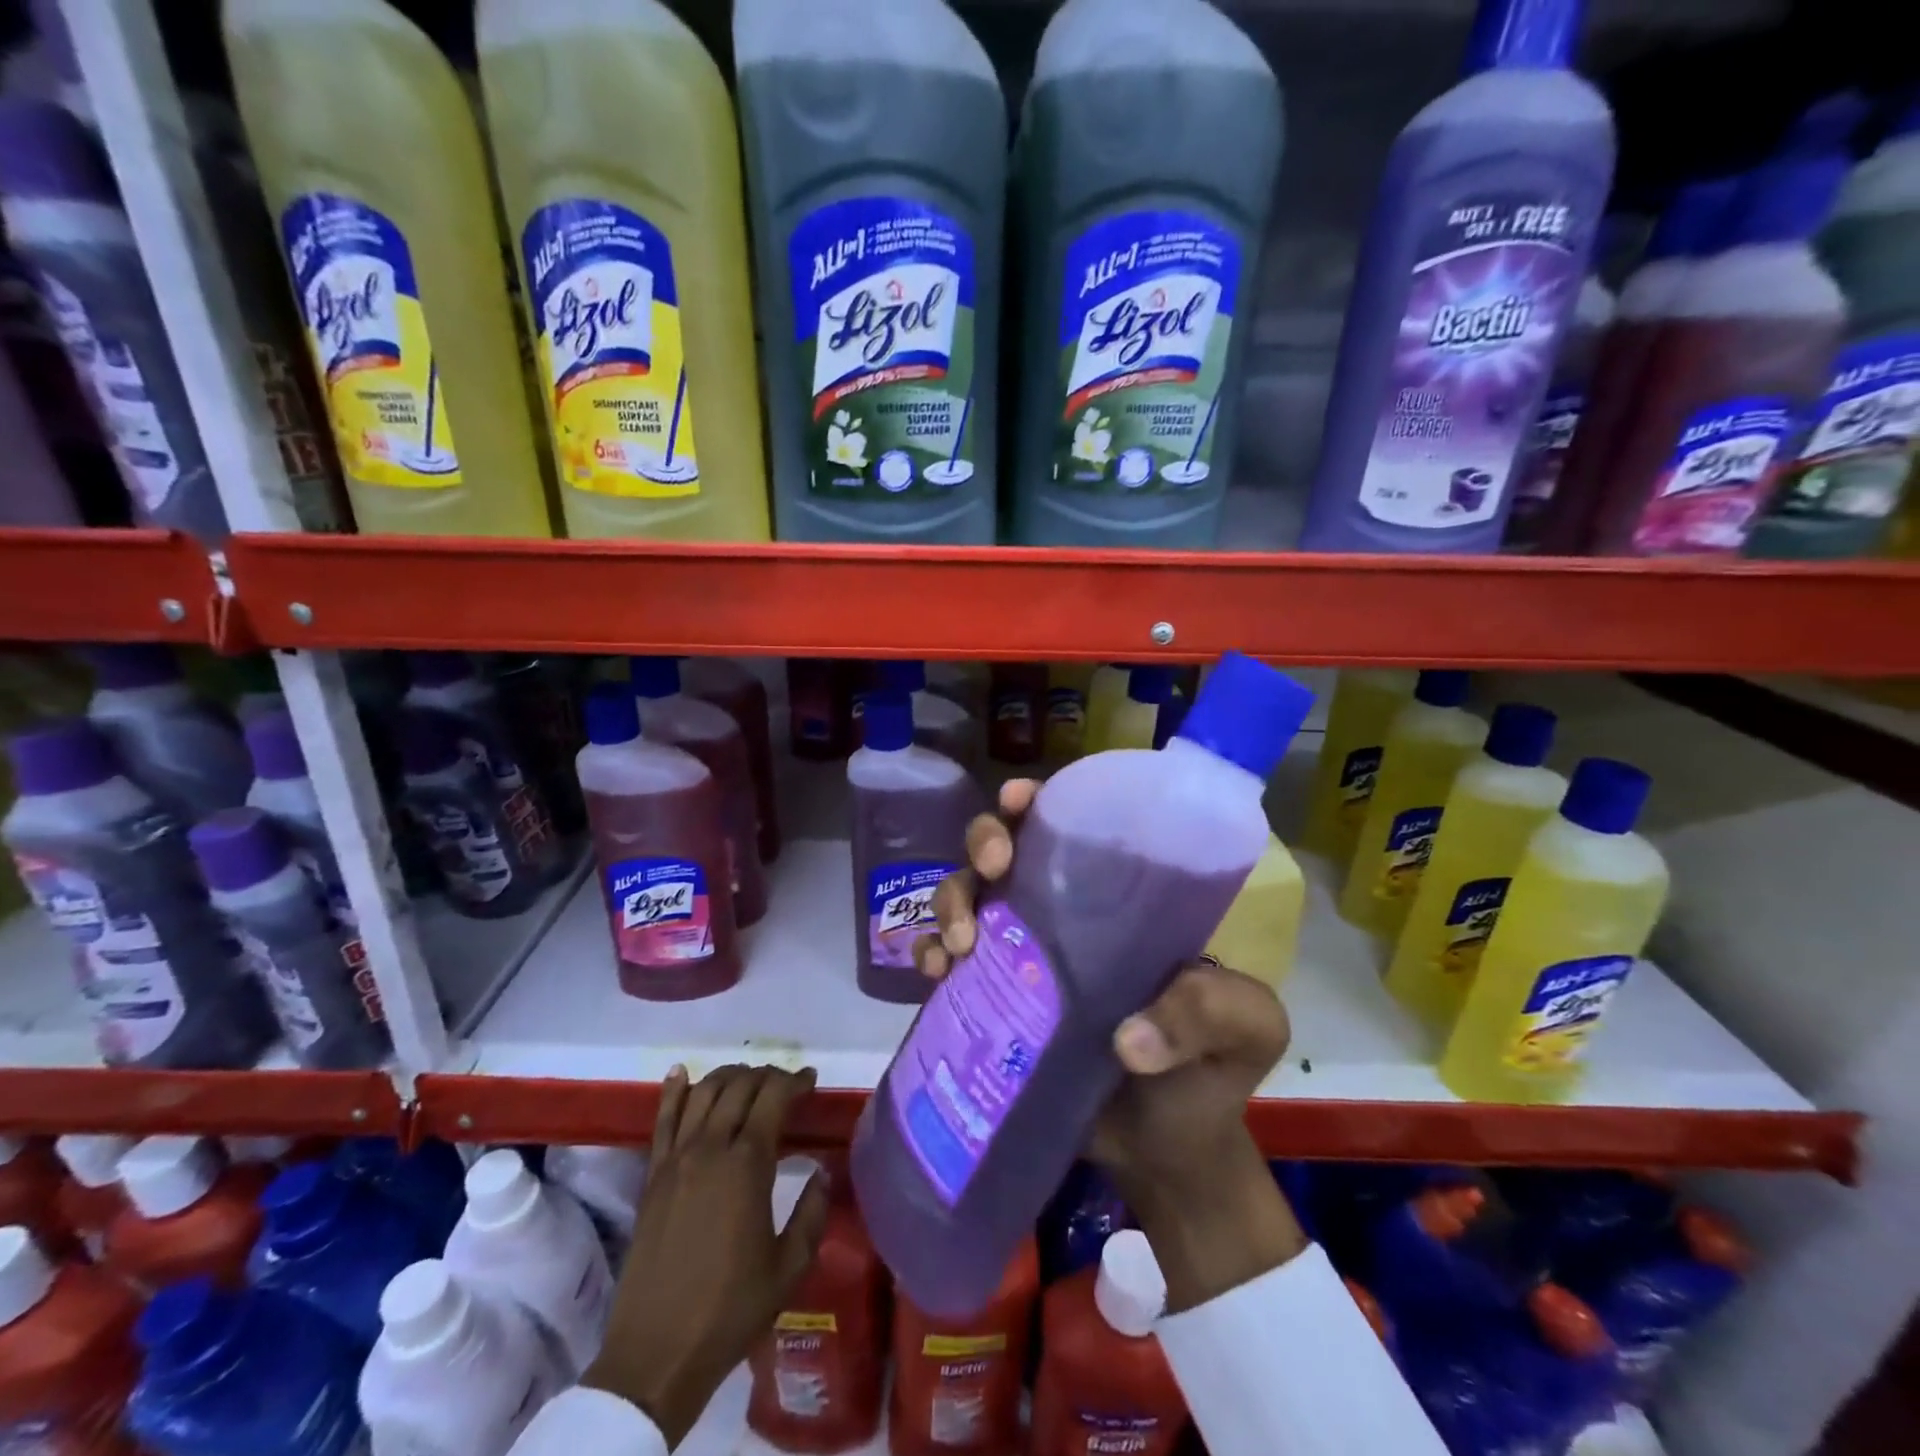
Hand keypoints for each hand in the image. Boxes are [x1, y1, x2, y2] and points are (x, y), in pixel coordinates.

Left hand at [584, 1064, 829, 1446]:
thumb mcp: (790, 1267)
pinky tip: (681, 1073)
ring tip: (747, 1079)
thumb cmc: (731, 1310)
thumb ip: (812, 1213)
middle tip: (785, 1085)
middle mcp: (710, 1148)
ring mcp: (676, 1159)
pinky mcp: (652, 1176)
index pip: (773, 1097)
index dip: (795, 1081)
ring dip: (728, 1076)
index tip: (811, 1081)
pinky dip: (674, 1091)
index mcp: (748, 1164)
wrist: (656, 1354)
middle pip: (739, 1085)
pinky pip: (662, 1120)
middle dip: (766, 1075)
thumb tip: (823, 1172)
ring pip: (703, 1092)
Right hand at [916, 780, 1305, 1310]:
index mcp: (1119, 900)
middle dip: (984, 841)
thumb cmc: (1210, 1074)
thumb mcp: (1245, 1031)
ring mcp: (1020, 956)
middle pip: (1006, 850)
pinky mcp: (991, 1001)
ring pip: (967, 896)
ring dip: (951, 900)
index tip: (1020, 802)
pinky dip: (930, 953)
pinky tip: (937, 973)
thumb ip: (1211, 1014)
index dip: (1038, 803)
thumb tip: (1128, 1039)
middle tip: (992, 869)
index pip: (1072, 828)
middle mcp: (1061, 915)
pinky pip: (946, 960)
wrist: (1164, 1154)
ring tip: (959, 943)